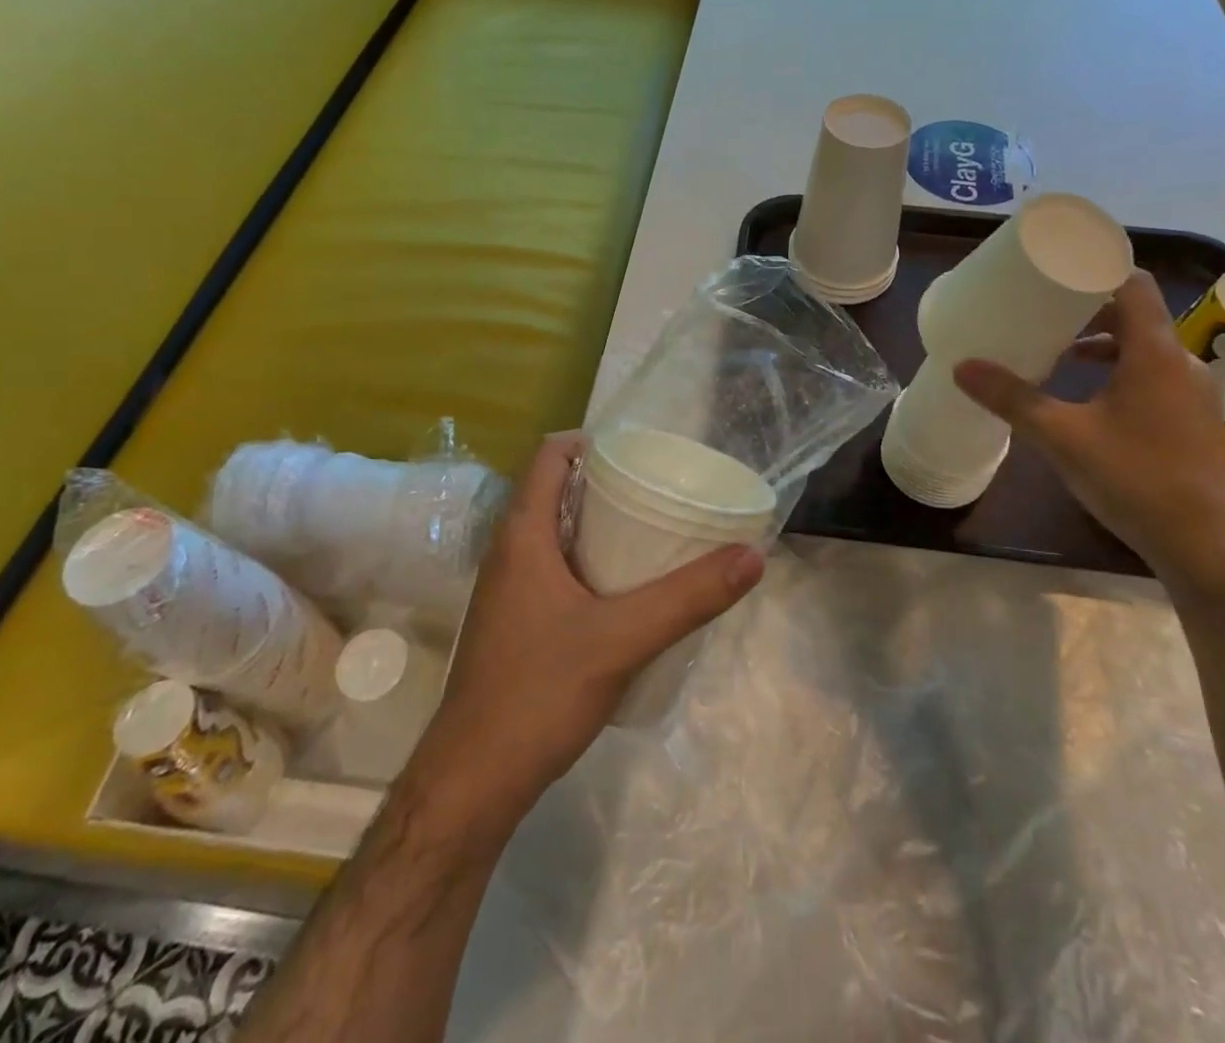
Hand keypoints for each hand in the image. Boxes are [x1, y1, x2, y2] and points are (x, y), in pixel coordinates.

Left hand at [403, 432, 764, 844]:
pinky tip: (628, 590)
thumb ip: (688, 597)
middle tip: (660, 489)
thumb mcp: (623, 640)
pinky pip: (556, 569)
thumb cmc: (538, 694)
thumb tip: (752, 556)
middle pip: (556, 491)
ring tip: (654, 531)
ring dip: (599, 524)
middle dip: (607, 482)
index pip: (549, 456)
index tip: (640, 451)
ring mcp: (508, 591)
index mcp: (522, 535)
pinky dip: (591, 562)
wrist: (473, 783)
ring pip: (556, 533)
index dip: (591, 441)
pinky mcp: (516, 624)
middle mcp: (509, 552)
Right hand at [953, 271, 1224, 595]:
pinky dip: (1121, 370)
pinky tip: (1090, 398)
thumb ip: (1012, 398)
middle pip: (1137, 314)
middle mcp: (1180, 362)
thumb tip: (962, 366)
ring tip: (1061, 354)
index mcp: (1154, 352)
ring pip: (1145, 347)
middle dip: (1090, 309)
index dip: (1099, 268)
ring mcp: (1191, 393)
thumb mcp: (1061, 436)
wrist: (1203, 544)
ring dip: (1105, 342)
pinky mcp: (1192, 419)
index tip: (1059, 268)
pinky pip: (1153, 374)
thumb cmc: (1134, 477)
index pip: (1134, 284)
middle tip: (1045, 313)